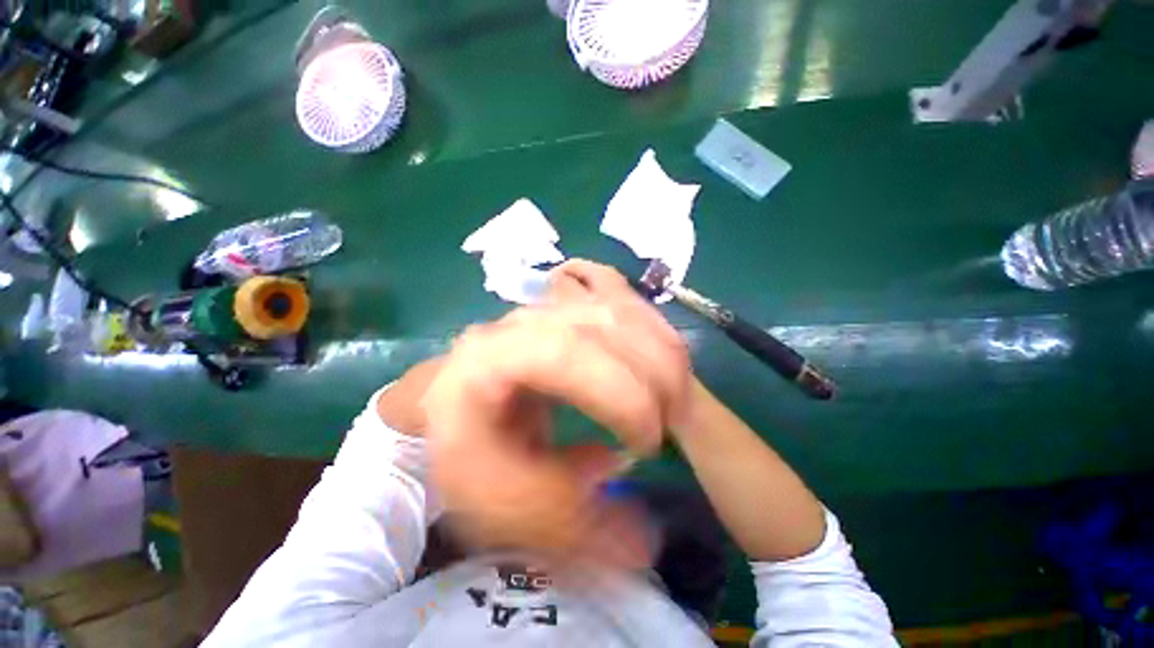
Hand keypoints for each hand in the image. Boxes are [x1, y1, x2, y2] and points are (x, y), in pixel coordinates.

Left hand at [421, 260, 690, 565]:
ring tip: (674, 398)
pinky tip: (664, 362)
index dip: (620, 394)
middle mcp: (523, 321)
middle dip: (654, 375)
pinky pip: (620, 307)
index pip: (567, 354)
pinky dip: (652, 333)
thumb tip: (644, 538)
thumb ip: (568, 518)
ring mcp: (547, 309)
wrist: (452, 404)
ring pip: (619, 310)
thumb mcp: (503, 499)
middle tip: (670, 424)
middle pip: (604, 325)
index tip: (646, 443)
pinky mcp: (566, 311)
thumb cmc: (467, 451)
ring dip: (660, 353)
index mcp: (491, 358)